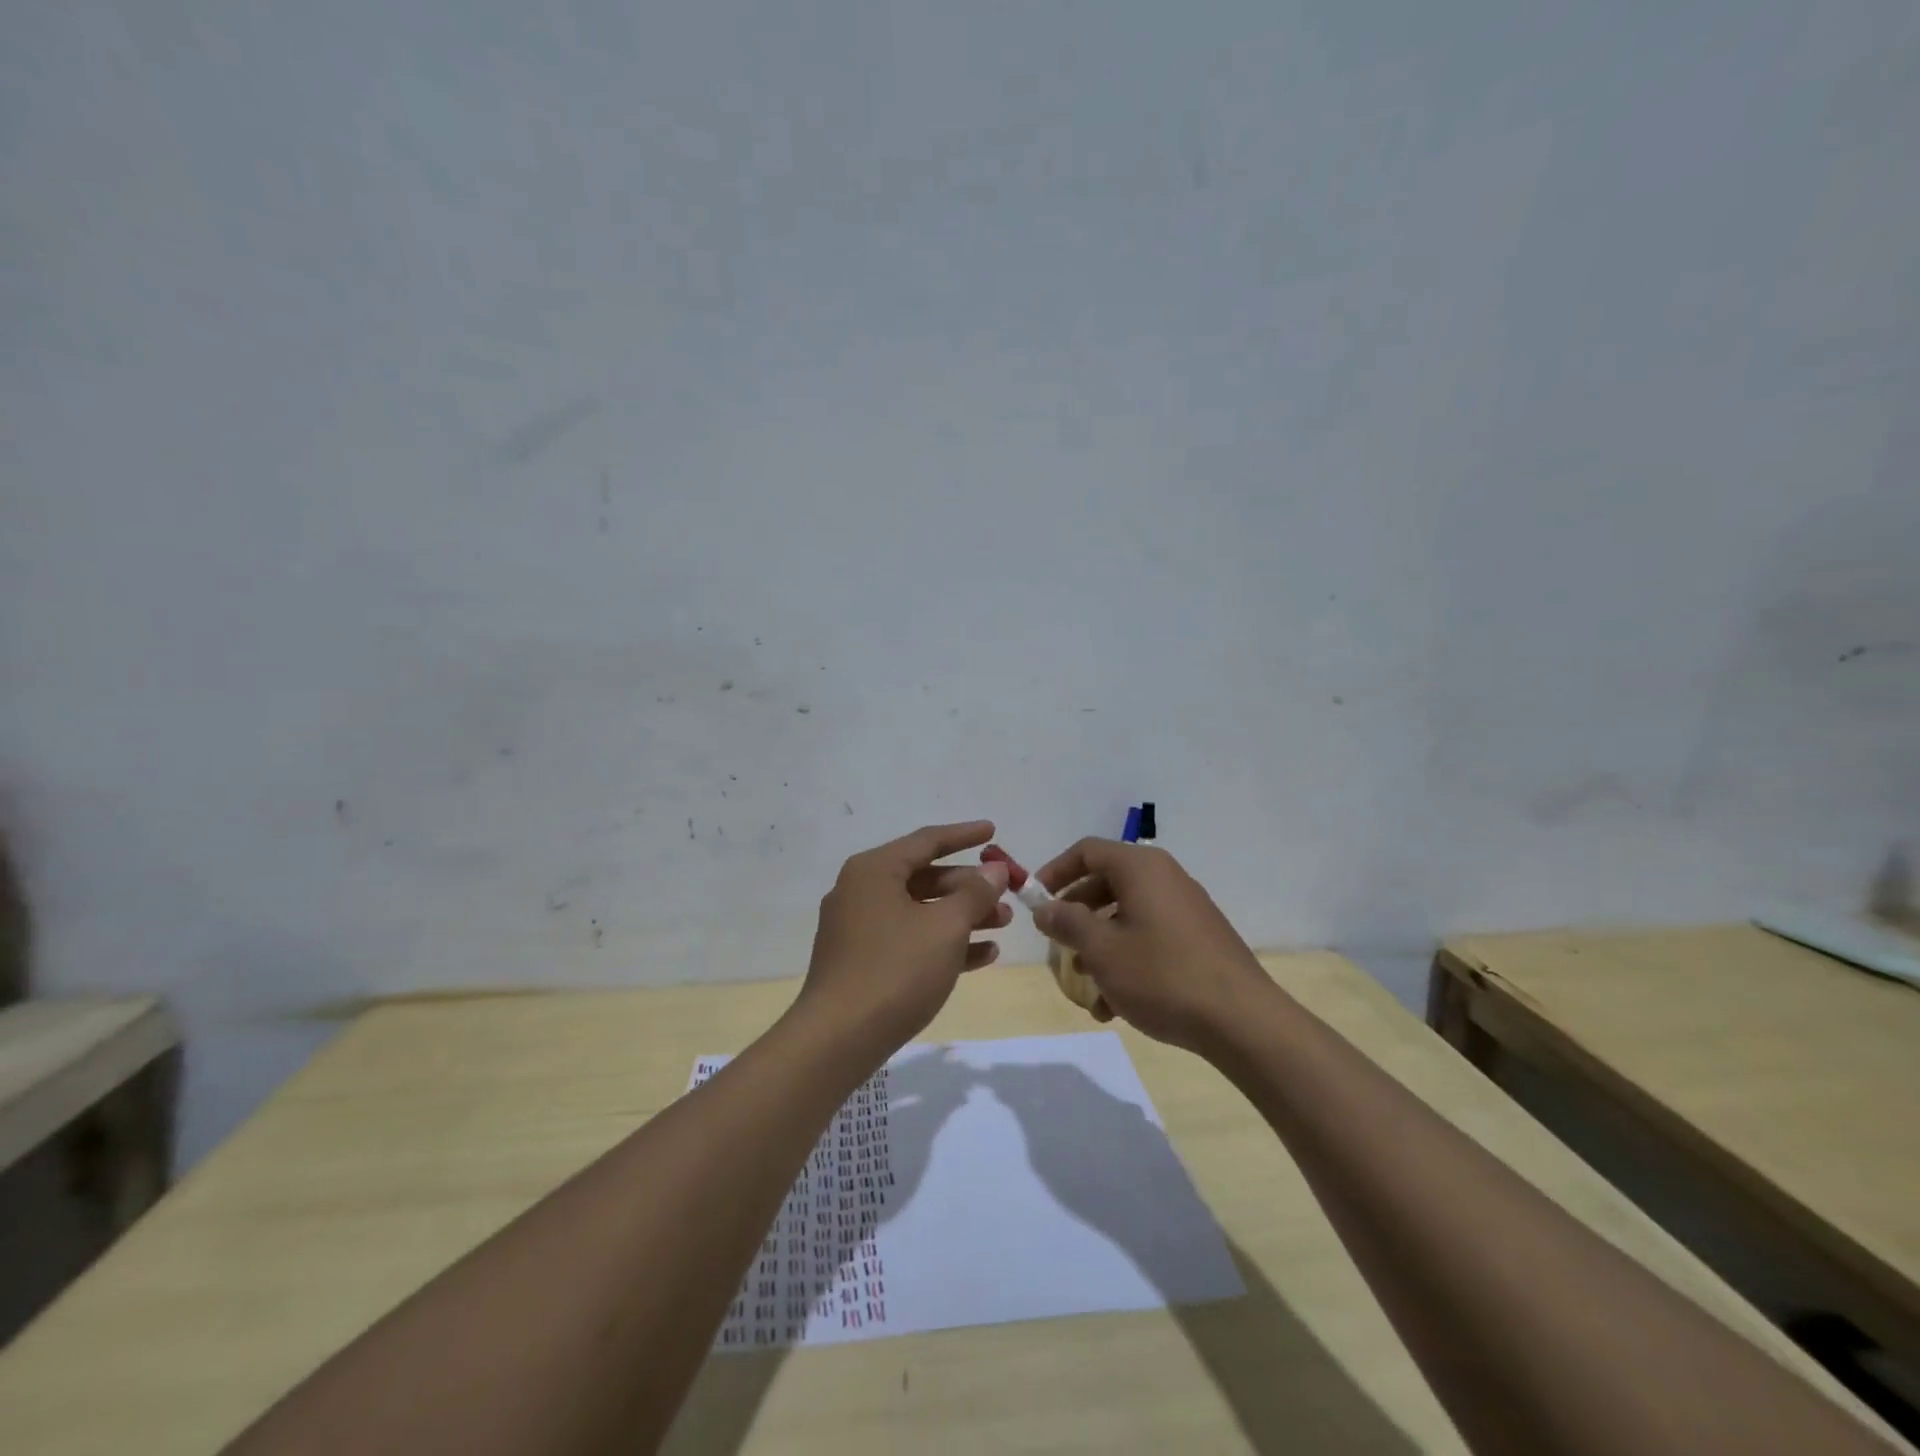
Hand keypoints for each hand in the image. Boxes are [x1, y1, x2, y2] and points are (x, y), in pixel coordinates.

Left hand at [797, 821, 1011, 1054]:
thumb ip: (974, 894)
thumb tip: (994, 870)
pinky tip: (983, 955)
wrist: (838, 1039)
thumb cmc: (895, 969)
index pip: (926, 841)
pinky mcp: (862, 961)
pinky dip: (943, 943)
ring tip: (1003, 926)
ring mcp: (859, 928)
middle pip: (924, 877)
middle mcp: (862, 891)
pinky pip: (909, 940)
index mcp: (874, 870)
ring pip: (920, 911)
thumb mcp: (945, 927)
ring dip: (962, 916)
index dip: (964, 835)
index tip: (993, 831)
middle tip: (1007, 895)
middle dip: (969, 886)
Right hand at [1031, 838, 1270, 1054]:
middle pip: (1106, 883)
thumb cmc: (1162, 975)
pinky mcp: (1199, 939)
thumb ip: (1067, 923)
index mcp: (1141, 868)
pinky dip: (1128, 960)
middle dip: (1076, 916)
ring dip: (1100, 947)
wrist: (1242, 1020)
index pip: (1087, 851)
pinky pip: (1151, 937)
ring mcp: (1185, 909)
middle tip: (1058, 946)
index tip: (1035, 901)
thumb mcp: (1102, 950)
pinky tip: (1117, 1005)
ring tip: (1088, 989)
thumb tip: (1045, 908)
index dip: (1055, 872)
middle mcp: (1165, 878)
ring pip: (1127, 916)